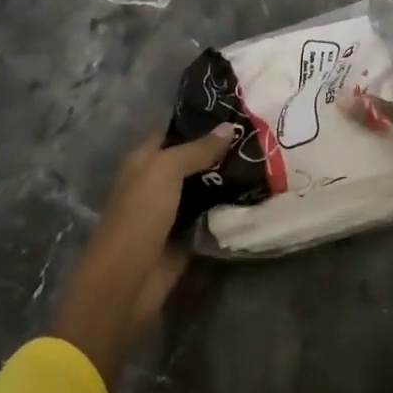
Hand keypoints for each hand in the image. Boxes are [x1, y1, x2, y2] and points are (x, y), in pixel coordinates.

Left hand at [49, 125, 236, 391]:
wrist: (126, 285)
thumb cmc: (139, 217)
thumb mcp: (165, 172)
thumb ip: (197, 149)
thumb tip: (230, 126)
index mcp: (145, 159)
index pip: (177, 129)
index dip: (203, 119)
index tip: (238, 107)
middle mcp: (158, 179)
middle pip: (194, 156)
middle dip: (222, 146)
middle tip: (260, 131)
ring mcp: (174, 207)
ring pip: (206, 183)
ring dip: (228, 174)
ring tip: (265, 155)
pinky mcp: (187, 234)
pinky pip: (211, 211)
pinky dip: (228, 203)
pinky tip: (257, 188)